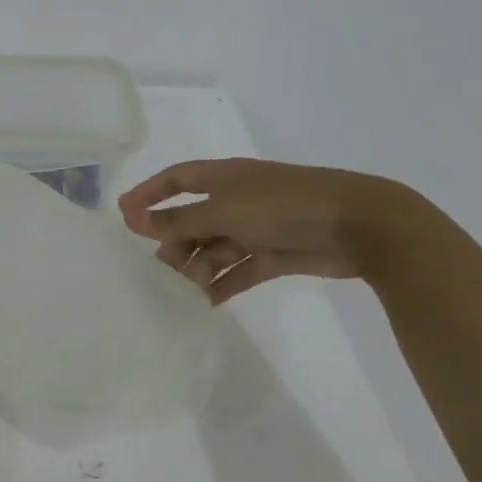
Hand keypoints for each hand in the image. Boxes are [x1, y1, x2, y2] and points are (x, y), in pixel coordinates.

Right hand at [117, 158, 421, 303]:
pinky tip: (204, 303)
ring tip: (182, 292)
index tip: (122, 216)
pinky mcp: (275, 254)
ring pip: (214, 248)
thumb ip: (177, 220)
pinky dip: (222, 285)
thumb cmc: (283, 206)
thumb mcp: (223, 211)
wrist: (359, 226)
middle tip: (159, 268)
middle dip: (173, 242)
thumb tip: (132, 220)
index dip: (148, 194)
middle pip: (192, 220)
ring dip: (197, 268)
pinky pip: (238, 270)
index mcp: (225, 177)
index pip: (176, 179)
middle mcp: (237, 199)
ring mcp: (257, 227)